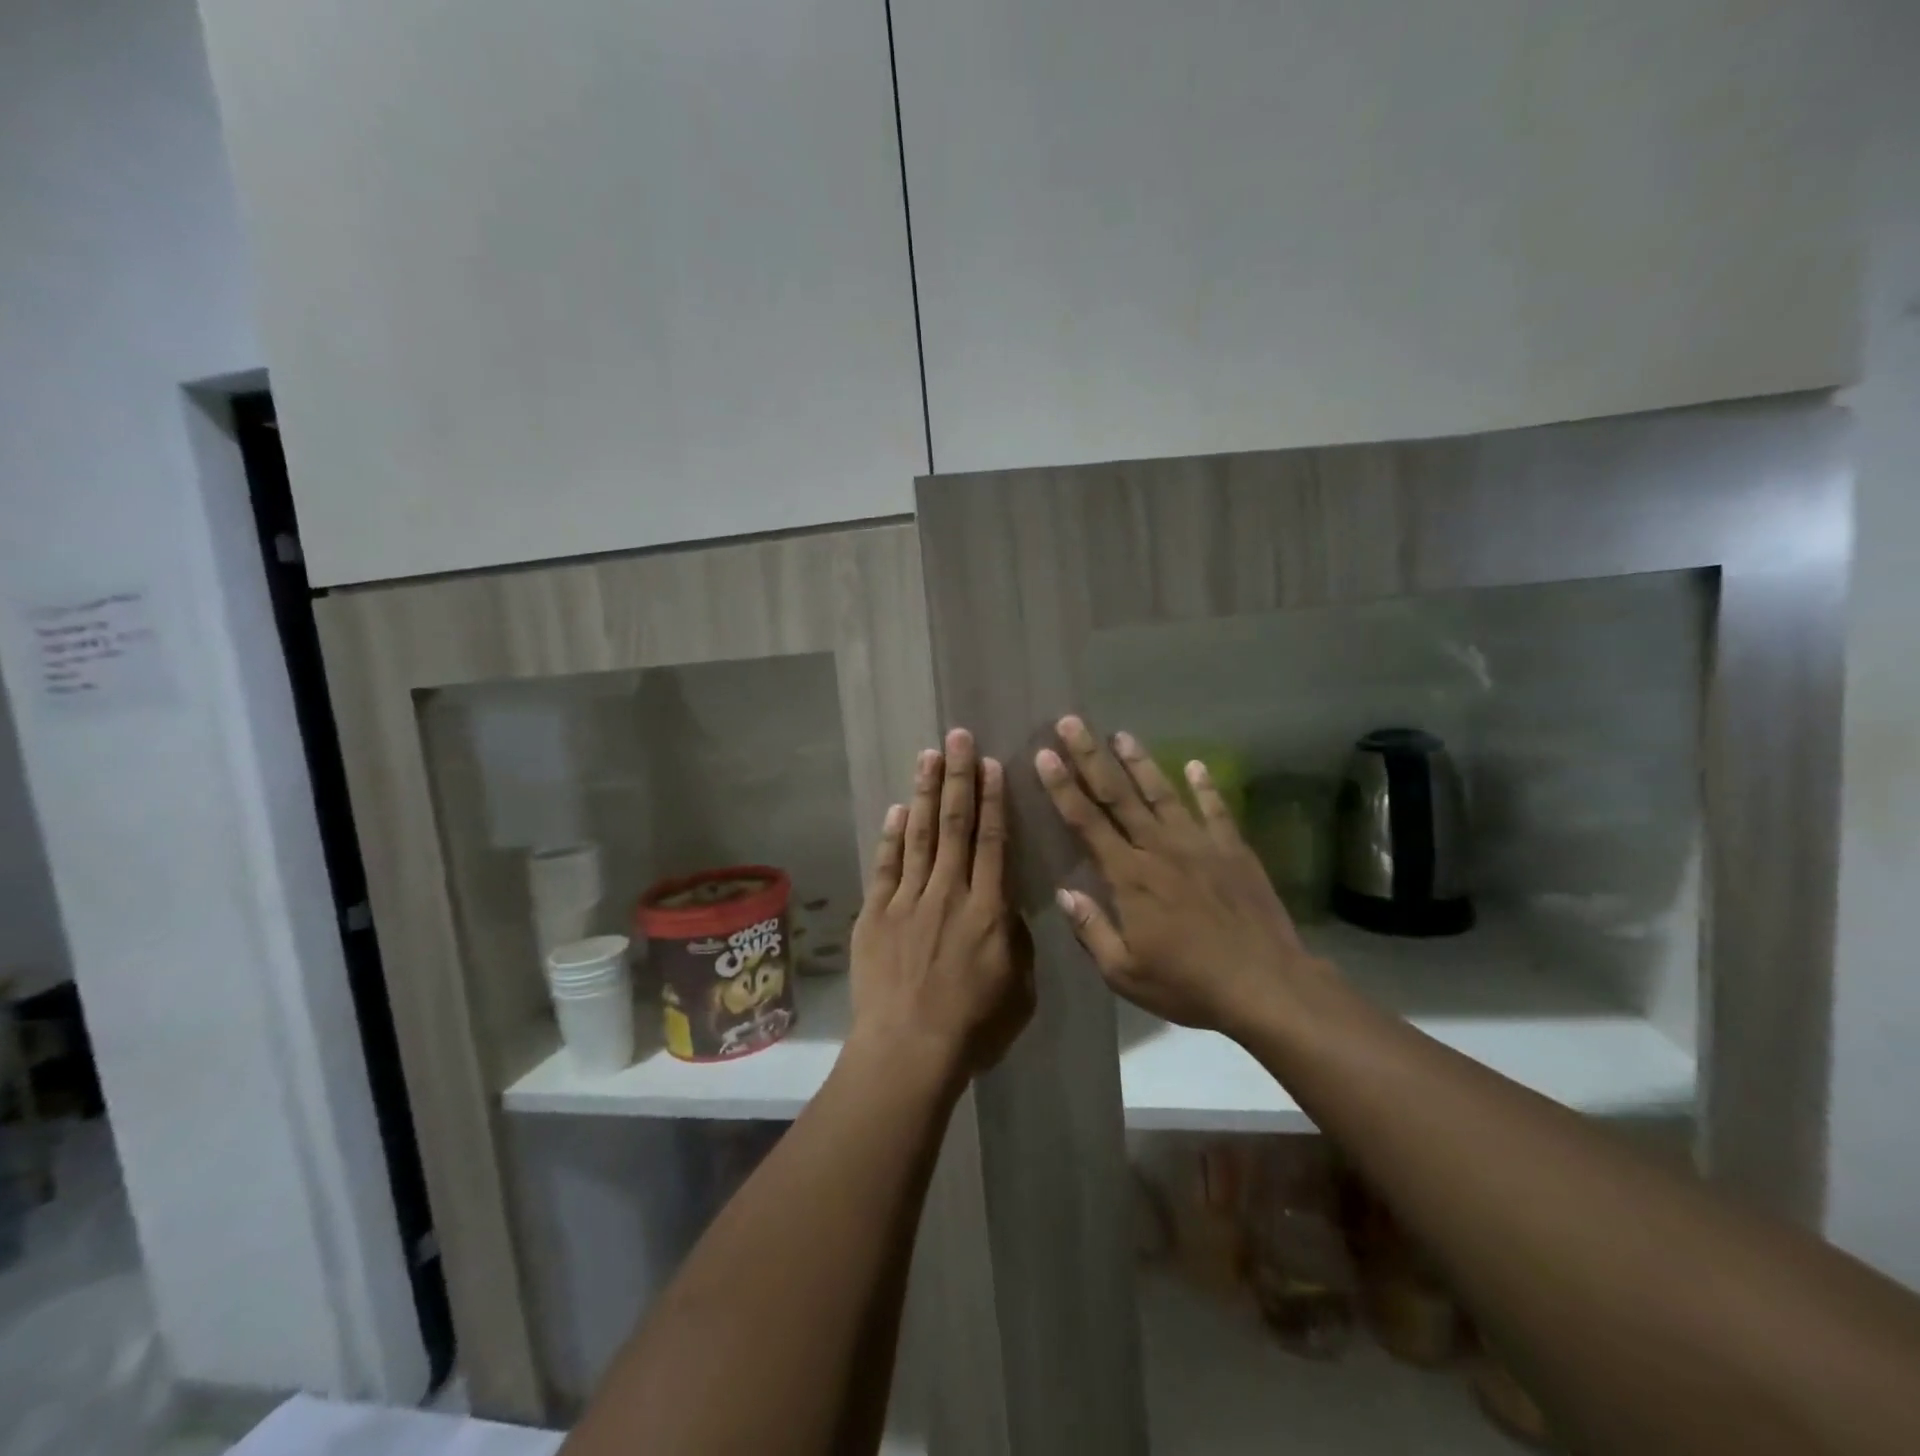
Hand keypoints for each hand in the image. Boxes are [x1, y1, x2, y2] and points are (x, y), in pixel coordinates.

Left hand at [850, 729, 1035, 1075]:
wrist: (908, 1051)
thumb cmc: (972, 1027)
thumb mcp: (1019, 990)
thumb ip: (1016, 941)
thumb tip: (1007, 908)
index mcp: (988, 909)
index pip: (992, 841)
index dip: (992, 800)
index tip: (990, 764)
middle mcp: (949, 893)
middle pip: (956, 825)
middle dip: (958, 777)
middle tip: (957, 737)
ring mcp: (908, 901)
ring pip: (921, 835)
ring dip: (926, 793)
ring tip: (928, 755)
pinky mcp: (875, 915)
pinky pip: (886, 866)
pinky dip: (892, 836)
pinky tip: (898, 809)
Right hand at [1035, 717, 1329, 1039]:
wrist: (1266, 985)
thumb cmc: (1189, 984)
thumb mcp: (1126, 973)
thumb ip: (1092, 930)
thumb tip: (1064, 892)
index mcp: (1129, 876)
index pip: (1086, 822)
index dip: (1062, 787)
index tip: (1045, 755)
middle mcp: (1159, 848)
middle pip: (1118, 795)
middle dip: (1091, 756)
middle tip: (1071, 723)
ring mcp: (1199, 845)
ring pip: (1162, 793)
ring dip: (1139, 762)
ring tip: (1121, 733)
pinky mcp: (1233, 850)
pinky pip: (1215, 811)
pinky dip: (1206, 786)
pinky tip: (1198, 765)